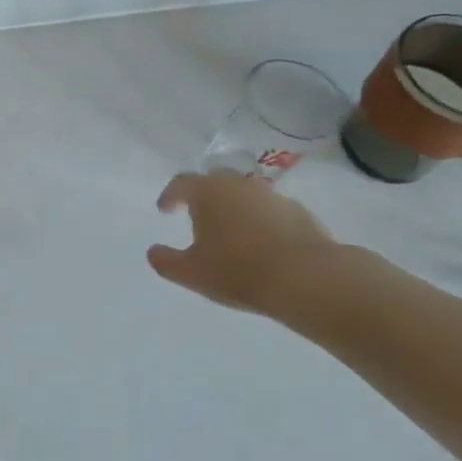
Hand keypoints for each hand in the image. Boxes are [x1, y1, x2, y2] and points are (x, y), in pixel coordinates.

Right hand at [147, 170, 337, 317]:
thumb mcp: (191, 273)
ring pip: (245, 195)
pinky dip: (261, 222)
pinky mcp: (300, 213)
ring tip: (231, 233)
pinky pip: (271, 212)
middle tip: (197, 215)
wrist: (307, 278)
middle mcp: (239, 185)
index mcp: (208, 192)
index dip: (170, 196)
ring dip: (234, 208)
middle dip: (203, 196)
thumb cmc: (238, 271)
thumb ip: (166, 261)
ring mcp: (273, 196)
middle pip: (215, 182)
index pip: (181, 184)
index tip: (165, 209)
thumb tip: (153, 251)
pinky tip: (262, 245)